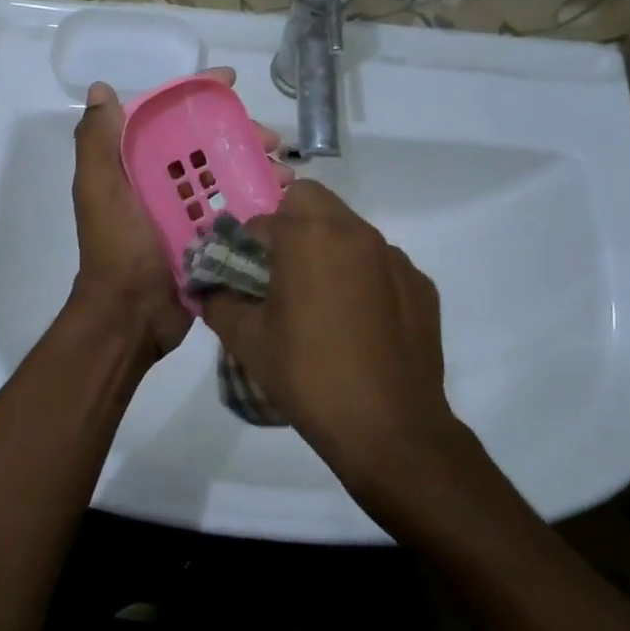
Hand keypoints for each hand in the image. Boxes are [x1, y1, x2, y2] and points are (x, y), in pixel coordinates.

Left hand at [71, 70, 287, 359]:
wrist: (130, 316)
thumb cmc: (116, 248)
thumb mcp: (98, 190)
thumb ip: (97, 141)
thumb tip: (102, 89)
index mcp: (136, 167)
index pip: (169, 119)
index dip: (198, 95)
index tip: (231, 82)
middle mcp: (162, 185)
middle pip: (207, 146)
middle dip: (241, 135)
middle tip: (273, 140)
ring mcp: (188, 214)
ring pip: (229, 177)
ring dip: (259, 168)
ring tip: (287, 173)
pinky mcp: (209, 241)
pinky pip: (238, 213)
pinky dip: (261, 202)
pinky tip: (286, 200)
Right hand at [199, 181, 460, 489]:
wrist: (390, 428)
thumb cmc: (308, 376)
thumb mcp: (247, 341)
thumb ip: (218, 302)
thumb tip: (208, 288)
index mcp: (309, 236)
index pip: (262, 219)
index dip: (246, 245)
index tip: (243, 276)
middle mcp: (356, 232)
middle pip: (312, 202)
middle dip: (289, 226)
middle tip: (280, 274)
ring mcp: (395, 257)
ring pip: (350, 231)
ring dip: (328, 250)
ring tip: (321, 303)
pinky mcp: (421, 284)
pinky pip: (382, 264)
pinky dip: (364, 278)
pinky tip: (359, 323)